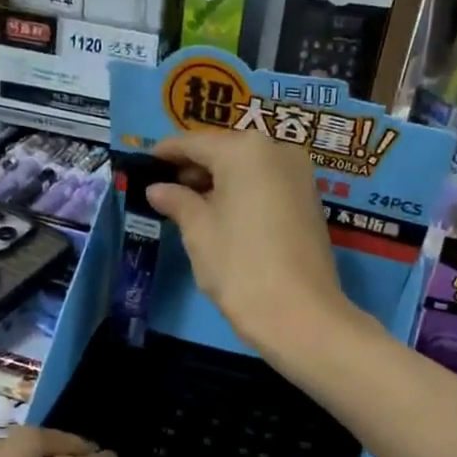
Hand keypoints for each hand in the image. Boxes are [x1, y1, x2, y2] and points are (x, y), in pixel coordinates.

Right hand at [146, 131, 357, 356]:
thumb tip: (158, 189)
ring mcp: (300, 175)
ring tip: (190, 207)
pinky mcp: (310, 201)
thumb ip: (177, 202)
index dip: (167, 153)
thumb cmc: (240, 266)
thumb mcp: (199, 232)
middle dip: (195, 168)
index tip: (145, 163)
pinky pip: (267, 186)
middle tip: (165, 190)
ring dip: (219, 182)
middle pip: (225, 152)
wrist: (299, 314)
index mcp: (245, 149)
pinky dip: (243, 194)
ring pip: (248, 169)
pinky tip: (223, 216)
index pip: (195, 143)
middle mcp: (278, 150)